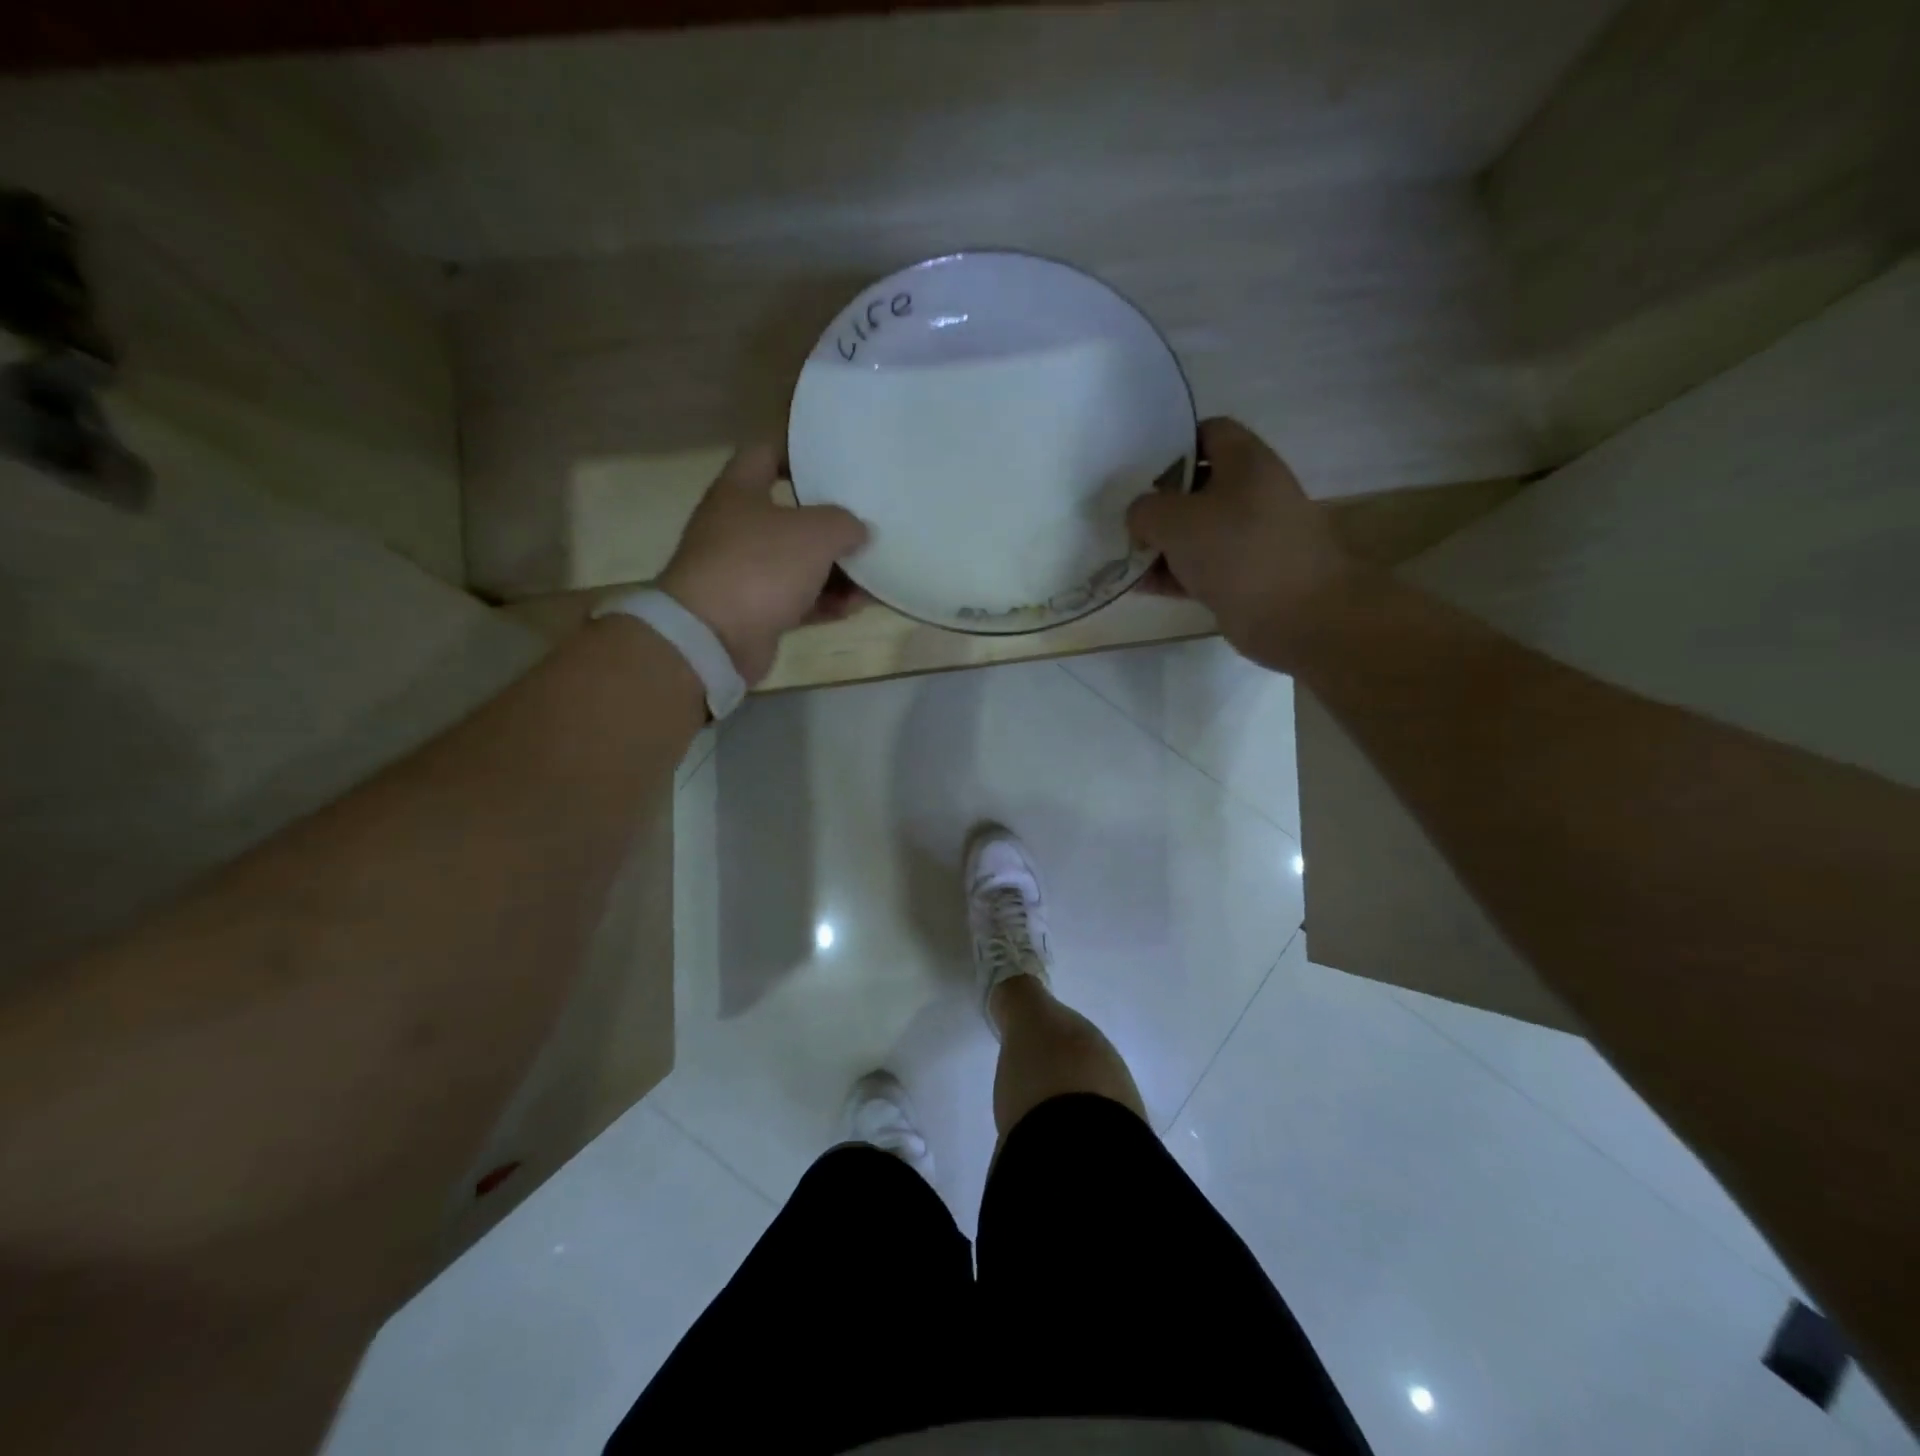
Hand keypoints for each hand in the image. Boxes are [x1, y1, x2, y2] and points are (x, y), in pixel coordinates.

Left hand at [658, 445, 869, 683]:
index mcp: (740, 491)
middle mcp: (737, 527)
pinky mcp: (753, 610)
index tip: (834, 461)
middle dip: (830, 523)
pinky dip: (824, 601)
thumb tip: (859, 530)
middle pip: (790, 515)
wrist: (713, 638)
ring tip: (872, 575)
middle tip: (867, 524)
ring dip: (835, 570)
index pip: (766, 453)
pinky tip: (854, 607)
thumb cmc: (761, 566)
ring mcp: (743, 571)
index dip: (798, 451)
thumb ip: (845, 523)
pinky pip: (797, 599)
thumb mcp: (815, 533)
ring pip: (797, 562)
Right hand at [1127, 417, 1363, 669]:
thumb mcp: (1175, 520)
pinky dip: (1173, 574)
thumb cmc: (1237, 551)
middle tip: (1123, 515)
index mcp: (1246, 462)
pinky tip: (1140, 585)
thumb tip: (1140, 518)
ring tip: (1123, 555)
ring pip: (1196, 531)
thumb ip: (1146, 510)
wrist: (1296, 616)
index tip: (1138, 466)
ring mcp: (1250, 538)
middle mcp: (1252, 493)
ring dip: (1161, 543)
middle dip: (1158, 501)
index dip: (1173, 443)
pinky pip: (1200, 567)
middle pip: (1197, 486)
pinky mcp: (1244, 576)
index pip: (1209, 432)